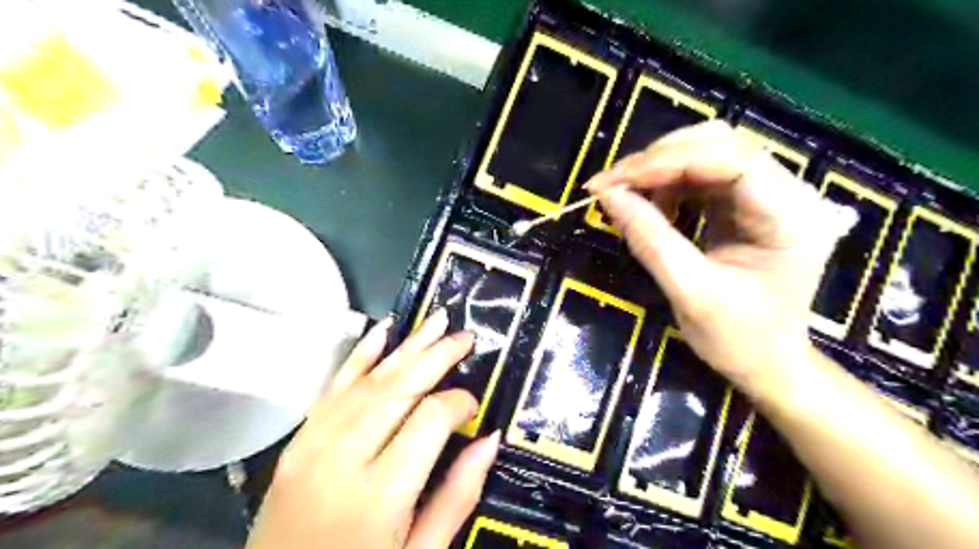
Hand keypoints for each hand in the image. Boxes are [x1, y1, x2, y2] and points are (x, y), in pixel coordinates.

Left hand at [250, 312, 500, 547]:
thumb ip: (458, 495)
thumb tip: (489, 439)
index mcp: (380, 494)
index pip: (429, 419)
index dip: (458, 403)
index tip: (473, 406)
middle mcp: (344, 458)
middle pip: (398, 388)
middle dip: (436, 356)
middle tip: (464, 336)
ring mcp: (313, 445)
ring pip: (368, 379)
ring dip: (406, 346)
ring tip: (435, 322)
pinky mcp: (298, 442)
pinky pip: (333, 387)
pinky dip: (360, 355)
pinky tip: (382, 331)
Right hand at [588, 119, 850, 394]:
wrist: (767, 363)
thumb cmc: (738, 339)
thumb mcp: (690, 293)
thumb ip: (650, 240)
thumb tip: (608, 196)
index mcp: (790, 216)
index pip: (730, 159)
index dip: (666, 161)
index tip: (614, 181)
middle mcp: (787, 193)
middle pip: (719, 144)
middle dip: (658, 160)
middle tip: (611, 186)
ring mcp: (767, 195)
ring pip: (707, 152)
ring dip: (659, 169)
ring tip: (625, 195)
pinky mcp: (746, 204)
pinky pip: (702, 175)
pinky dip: (667, 183)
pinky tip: (649, 204)